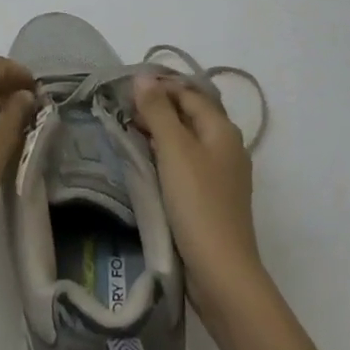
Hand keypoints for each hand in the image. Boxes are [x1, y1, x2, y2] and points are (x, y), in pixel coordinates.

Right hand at [133, 72, 343, 349]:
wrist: (221, 272)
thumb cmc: (198, 204)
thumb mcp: (174, 151)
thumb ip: (158, 111)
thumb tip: (144, 77)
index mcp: (222, 129)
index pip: (188, 92)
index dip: (158, 86)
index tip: (124, 91)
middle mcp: (227, 145)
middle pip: (190, 113)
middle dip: (158, 108)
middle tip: (122, 111)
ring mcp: (222, 173)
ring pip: (187, 139)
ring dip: (160, 131)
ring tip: (127, 132)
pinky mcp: (212, 196)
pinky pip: (187, 162)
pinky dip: (166, 155)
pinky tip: (146, 162)